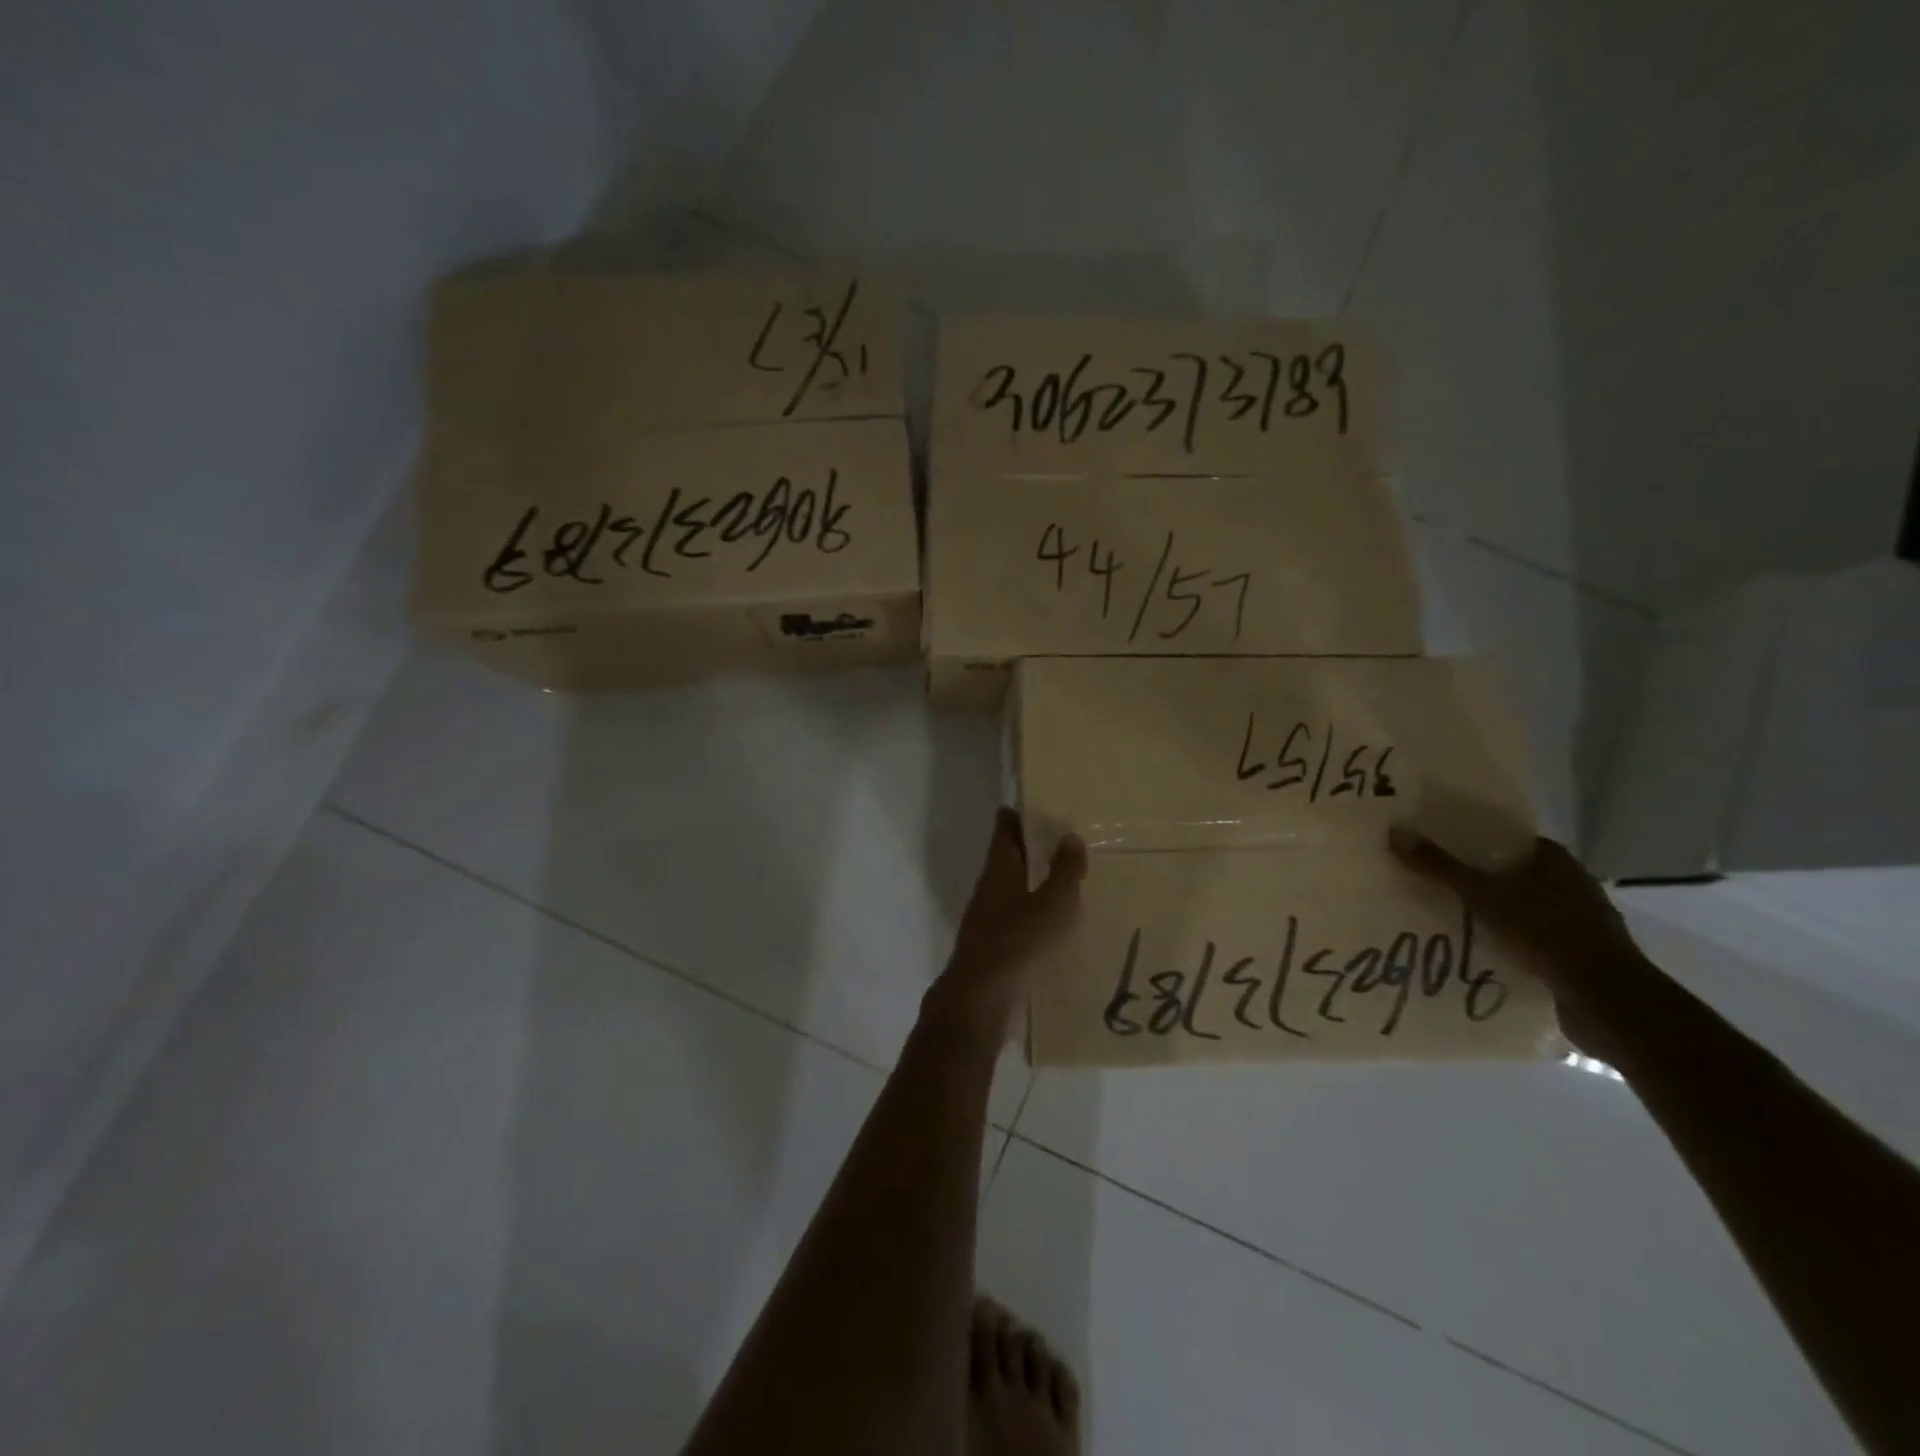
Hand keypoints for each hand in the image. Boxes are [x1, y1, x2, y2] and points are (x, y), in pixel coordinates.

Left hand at [925, 809, 1086, 1043]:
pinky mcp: (990, 947)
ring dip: (1029, 882)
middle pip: (1005, 860)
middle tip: (1056, 839)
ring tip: (1059, 881)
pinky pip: (1012, 919)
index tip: (1029, 803)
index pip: (1004, 832)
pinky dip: (1029, 912)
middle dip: (1026, 849)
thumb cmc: (1020, 942)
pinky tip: (1049, 924)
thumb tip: (1069, 836)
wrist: (981, 999)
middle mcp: (988, 889)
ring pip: (1009, 890)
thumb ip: (1064, 870)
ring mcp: (985, 920)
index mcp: (999, 870)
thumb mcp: (1054, 903)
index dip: (1015, 816)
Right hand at [1390, 827, 1645, 1057]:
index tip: (1440, 846)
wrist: (1608, 1002)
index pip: (1510, 840)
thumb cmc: (1547, 934)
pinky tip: (1476, 950)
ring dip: (1492, 914)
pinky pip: (1530, 941)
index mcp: (1557, 862)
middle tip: (1433, 881)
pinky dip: (1506, 943)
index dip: (1476, 841)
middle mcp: (1573, 886)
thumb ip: (1440, 867)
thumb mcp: (1484, 896)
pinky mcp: (1576, 957)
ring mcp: (1579, 924)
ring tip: (1446, 917)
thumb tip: (1396, 832)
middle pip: (1514, 874)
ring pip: (1522, 909)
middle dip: (1479, 879)